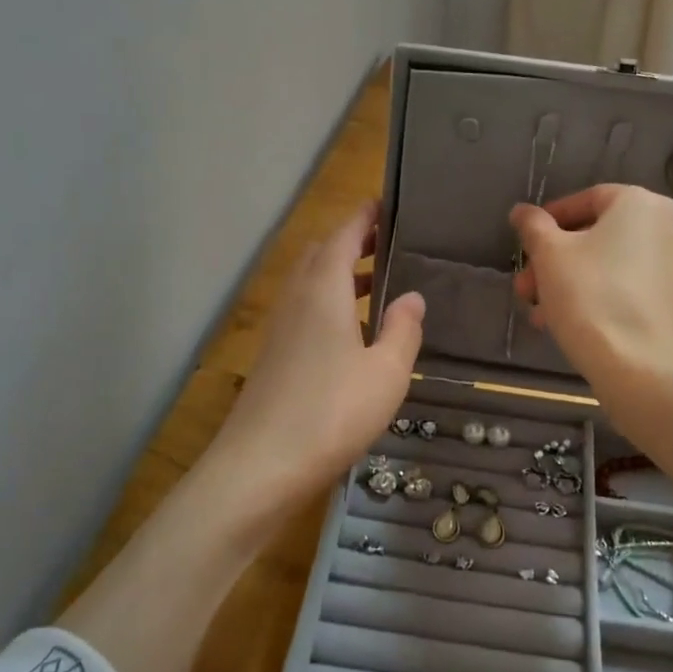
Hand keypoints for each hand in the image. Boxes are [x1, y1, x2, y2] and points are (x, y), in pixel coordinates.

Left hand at [212, 201, 424, 503]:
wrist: (261, 466)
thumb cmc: (332, 411)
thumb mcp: (386, 371)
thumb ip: (403, 329)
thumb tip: (412, 297)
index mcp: (323, 289)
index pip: (343, 235)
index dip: (364, 217)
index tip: (386, 204)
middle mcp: (296, 298)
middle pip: (321, 254)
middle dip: (352, 242)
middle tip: (388, 243)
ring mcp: (280, 328)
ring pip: (311, 284)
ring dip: (341, 275)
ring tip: (379, 283)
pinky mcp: (274, 356)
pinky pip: (305, 311)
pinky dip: (330, 304)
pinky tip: (354, 333)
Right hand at [509, 184, 672, 397]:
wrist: (642, 369)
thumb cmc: (591, 297)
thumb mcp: (550, 255)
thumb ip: (533, 227)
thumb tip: (522, 211)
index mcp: (641, 205)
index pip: (588, 198)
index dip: (550, 220)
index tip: (526, 244)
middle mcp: (669, 228)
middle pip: (598, 237)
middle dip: (555, 261)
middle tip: (526, 287)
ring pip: (612, 267)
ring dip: (571, 284)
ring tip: (540, 314)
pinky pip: (631, 291)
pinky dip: (601, 300)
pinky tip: (571, 326)